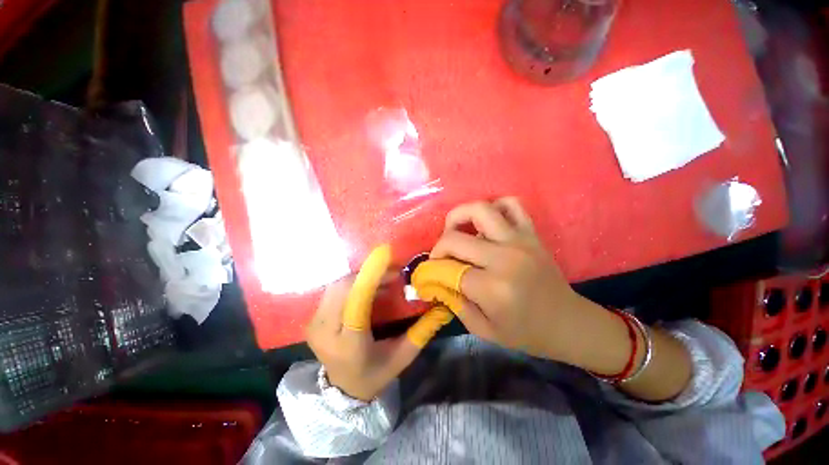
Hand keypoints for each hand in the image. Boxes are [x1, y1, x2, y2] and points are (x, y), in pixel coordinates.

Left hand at [306, 245, 453, 400]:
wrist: (342, 392)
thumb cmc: (375, 375)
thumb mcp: (402, 357)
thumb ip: (422, 332)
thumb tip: (441, 308)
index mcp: (348, 344)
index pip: (357, 302)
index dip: (370, 275)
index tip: (385, 254)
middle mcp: (325, 332)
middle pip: (344, 288)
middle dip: (368, 274)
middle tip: (392, 272)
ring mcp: (315, 324)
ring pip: (337, 285)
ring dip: (360, 277)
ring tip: (382, 278)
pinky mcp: (313, 319)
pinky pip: (333, 290)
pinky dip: (352, 283)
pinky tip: (368, 287)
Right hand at [412, 198, 621, 368]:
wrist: (568, 323)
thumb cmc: (526, 333)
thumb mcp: (483, 330)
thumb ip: (454, 303)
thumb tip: (433, 281)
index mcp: (493, 288)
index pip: (447, 270)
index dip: (429, 271)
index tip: (425, 275)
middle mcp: (504, 258)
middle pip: (455, 238)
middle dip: (438, 248)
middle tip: (440, 258)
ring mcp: (520, 241)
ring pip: (480, 209)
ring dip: (459, 217)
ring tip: (456, 232)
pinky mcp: (531, 233)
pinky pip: (511, 204)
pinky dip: (494, 207)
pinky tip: (486, 224)